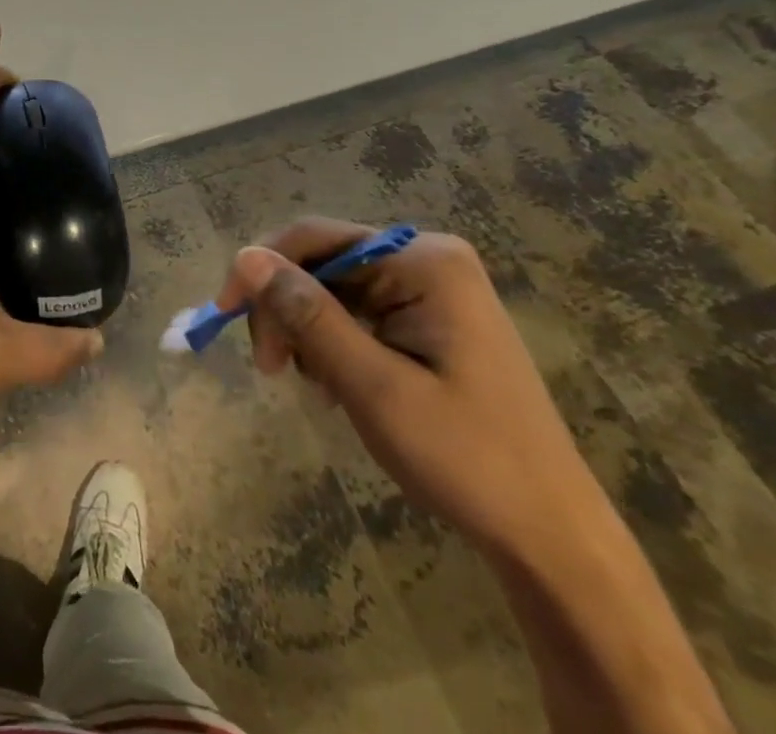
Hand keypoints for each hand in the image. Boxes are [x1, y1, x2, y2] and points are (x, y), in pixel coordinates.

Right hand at [221, 218, 609, 563]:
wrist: (552, 537)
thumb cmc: (466, 460)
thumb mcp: (373, 387)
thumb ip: (308, 315)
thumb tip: (246, 257)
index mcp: (424, 261)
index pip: (315, 238)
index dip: (261, 269)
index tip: (224, 315)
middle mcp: (427, 258)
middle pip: (323, 262)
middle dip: (286, 308)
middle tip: (271, 369)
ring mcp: (433, 288)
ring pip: (335, 288)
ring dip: (307, 329)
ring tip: (312, 386)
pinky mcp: (431, 318)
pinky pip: (359, 310)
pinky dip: (334, 341)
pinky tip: (337, 383)